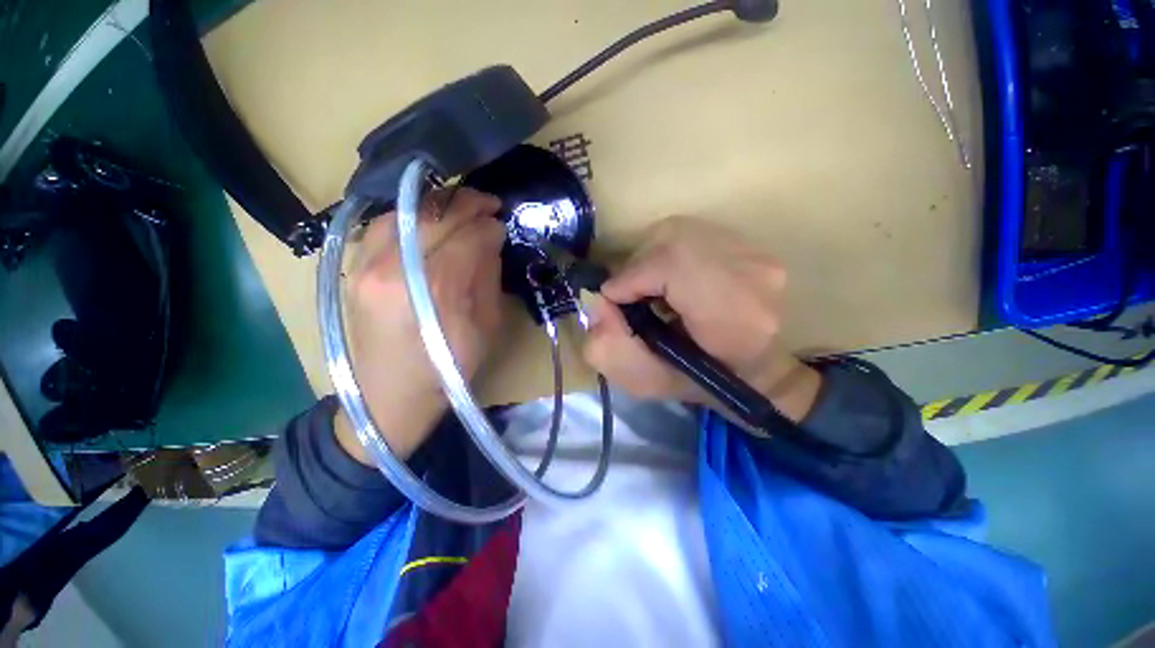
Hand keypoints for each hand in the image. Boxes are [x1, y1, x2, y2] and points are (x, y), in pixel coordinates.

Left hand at [336, 189, 505, 462]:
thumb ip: (487, 277)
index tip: (502, 224)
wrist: (388, 400)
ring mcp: (363, 267)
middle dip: (466, 204)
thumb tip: (491, 238)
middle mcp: (390, 270)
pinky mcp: (353, 270)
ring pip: (404, 213)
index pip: (466, 239)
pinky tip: (429, 219)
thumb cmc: (447, 371)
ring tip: (462, 205)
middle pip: (433, 218)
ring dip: (438, 204)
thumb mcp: (485, 328)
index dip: (488, 227)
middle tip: (489, 204)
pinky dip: (410, 216)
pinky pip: (382, 226)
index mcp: (432, 293)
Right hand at [583, 217, 821, 423]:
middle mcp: (753, 277)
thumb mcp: (645, 379)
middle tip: (629, 293)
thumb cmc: (701, 384)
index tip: (614, 299)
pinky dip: (669, 250)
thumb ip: (610, 348)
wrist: (753, 373)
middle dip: (638, 265)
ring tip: (649, 286)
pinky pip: (694, 232)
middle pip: (673, 240)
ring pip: (681, 231)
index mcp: (734, 318)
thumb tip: (598, 303)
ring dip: (652, 255)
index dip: (632, 277)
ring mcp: (758, 257)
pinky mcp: (754, 248)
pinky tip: (671, 277)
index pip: (672, 267)